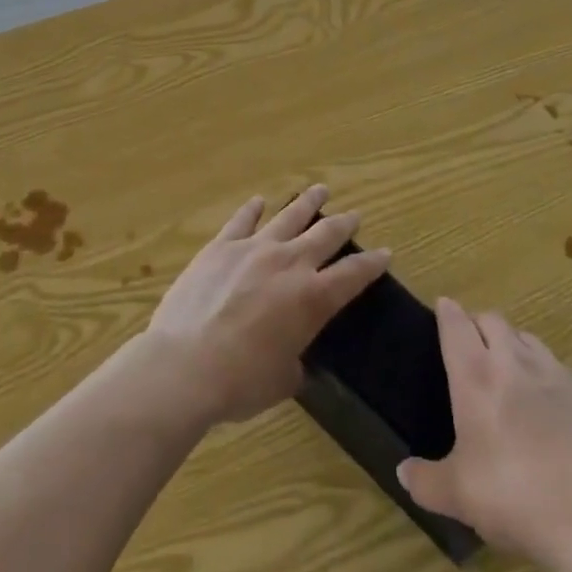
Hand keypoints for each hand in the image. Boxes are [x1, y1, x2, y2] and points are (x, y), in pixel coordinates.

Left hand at [142, 185, 390, 425]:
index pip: (353, 275)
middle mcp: (290, 264)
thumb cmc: (240, 382)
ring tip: (320, 190)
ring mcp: (253, 249)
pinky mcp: (220, 247)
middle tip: (355, 214)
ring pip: (288, 216)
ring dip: (307, 202)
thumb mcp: (281, 380)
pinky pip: (242, 221)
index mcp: (313, 299)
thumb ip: (294, 363)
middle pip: (325, 235)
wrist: (186, 364)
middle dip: (344, 224)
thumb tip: (293, 360)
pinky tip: (259, 201)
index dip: (372, 264)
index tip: (385, 252)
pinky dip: (252, 209)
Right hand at [396, 299, 571, 571]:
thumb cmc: (514, 498)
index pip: (456, 324)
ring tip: (507, 368)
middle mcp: (513, 363)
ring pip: (526, 338)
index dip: (447, 312)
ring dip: (511, 343)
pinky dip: (542, 371)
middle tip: (470, 345)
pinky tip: (544, 402)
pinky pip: (556, 367)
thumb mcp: (458, 496)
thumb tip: (403, 472)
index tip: (442, 308)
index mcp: (476, 376)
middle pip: (493, 320)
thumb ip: (425, 481)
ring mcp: (554, 375)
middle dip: (478, 324)